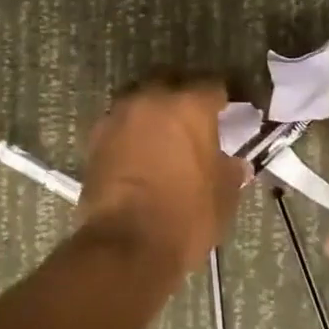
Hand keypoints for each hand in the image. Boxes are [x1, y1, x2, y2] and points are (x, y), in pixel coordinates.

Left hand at [79, 78, 248, 272]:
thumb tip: (234, 163)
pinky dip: (131, 133)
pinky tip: (140, 154)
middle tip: (195, 122)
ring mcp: (118, 117)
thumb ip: (231, 169)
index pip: (213, 86)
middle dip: (183, 97)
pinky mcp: (94, 139)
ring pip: (140, 101)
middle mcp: (150, 99)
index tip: (230, 113)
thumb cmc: (186, 216)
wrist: (126, 245)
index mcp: (189, 104)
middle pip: (171, 83)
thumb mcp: (224, 194)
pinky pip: (119, 124)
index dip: (223, 99)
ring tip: (164, 137)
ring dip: (153, 113)